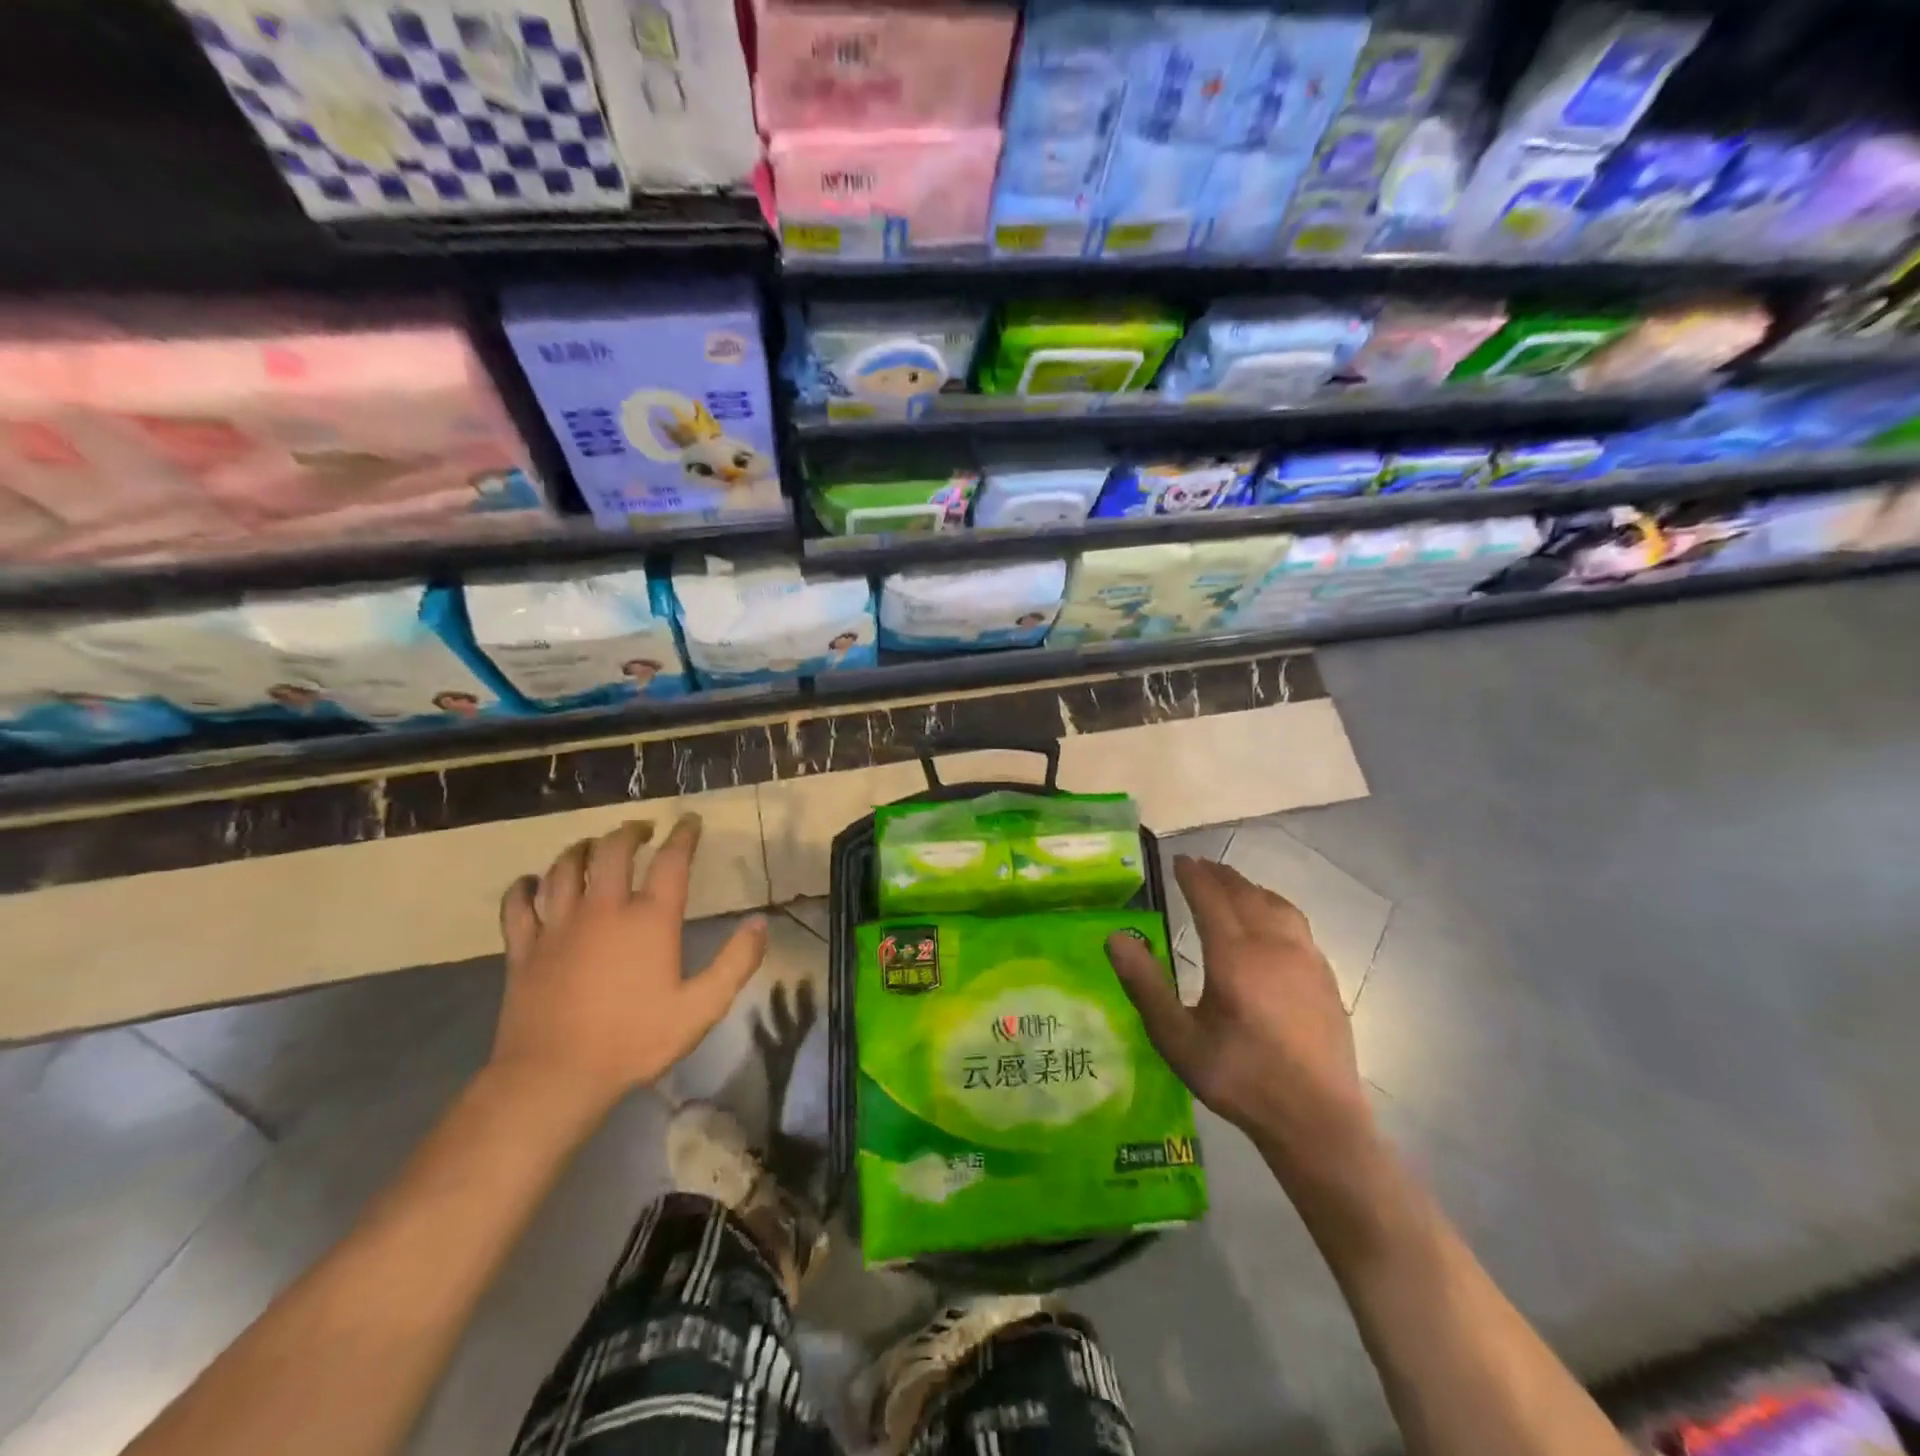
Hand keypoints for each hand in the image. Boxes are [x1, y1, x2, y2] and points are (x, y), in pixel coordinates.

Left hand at [491, 813, 767, 1117]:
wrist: (554, 1077)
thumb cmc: (633, 1040)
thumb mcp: (701, 1008)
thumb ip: (735, 963)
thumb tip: (759, 923)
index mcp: (649, 919)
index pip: (671, 861)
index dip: (683, 835)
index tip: (690, 821)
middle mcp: (603, 909)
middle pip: (612, 851)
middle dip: (629, 832)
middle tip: (641, 829)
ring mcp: (558, 926)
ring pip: (564, 868)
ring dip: (580, 849)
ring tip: (592, 845)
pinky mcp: (524, 949)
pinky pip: (519, 905)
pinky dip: (523, 887)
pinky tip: (530, 882)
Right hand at [1107, 855, 1374, 1183]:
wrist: (1316, 1120)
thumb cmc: (1239, 1078)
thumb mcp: (1178, 1039)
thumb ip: (1145, 985)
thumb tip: (1115, 937)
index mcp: (1234, 956)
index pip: (1210, 898)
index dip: (1193, 876)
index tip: (1179, 861)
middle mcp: (1273, 945)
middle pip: (1244, 894)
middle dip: (1220, 876)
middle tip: (1200, 866)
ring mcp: (1305, 959)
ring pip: (1276, 905)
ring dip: (1250, 888)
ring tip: (1233, 885)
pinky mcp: (1325, 977)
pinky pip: (1297, 924)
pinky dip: (1275, 907)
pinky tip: (1272, 922)